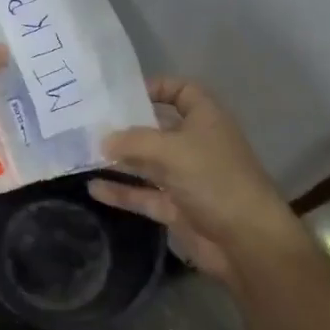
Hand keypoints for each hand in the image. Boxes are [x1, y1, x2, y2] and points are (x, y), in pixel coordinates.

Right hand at [88, 77, 301, 284]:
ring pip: (147, 162)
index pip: (182, 91)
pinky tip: (93, 188)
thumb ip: (133, 140)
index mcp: (205, 119)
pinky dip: (121, 191)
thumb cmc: (214, 180)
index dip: (156, 87)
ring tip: (83, 153)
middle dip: (127, 126)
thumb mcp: (171, 150)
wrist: (247, 242)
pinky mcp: (177, 208)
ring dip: (120, 159)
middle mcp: (195, 144)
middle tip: (89, 122)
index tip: (123, 93)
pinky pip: (144, 194)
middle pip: (158, 128)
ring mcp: (186, 178)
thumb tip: (104, 140)